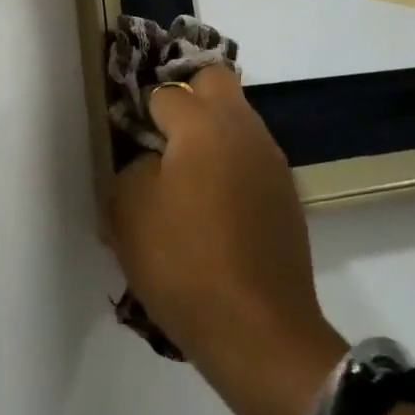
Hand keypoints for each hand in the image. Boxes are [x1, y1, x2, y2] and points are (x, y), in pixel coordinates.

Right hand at [107, 68, 343, 414]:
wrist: (261, 334)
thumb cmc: (185, 264)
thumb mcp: (128, 212)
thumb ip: (131, 166)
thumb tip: (150, 158)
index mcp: (203, 123)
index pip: (165, 92)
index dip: (142, 112)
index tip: (129, 137)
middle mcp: (243, 128)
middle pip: (214, 79)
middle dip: (187, 94)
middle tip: (163, 134)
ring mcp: (271, 159)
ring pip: (237, 117)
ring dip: (212, 130)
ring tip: (186, 175)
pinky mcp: (286, 193)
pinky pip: (251, 155)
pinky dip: (231, 163)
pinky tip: (215, 206)